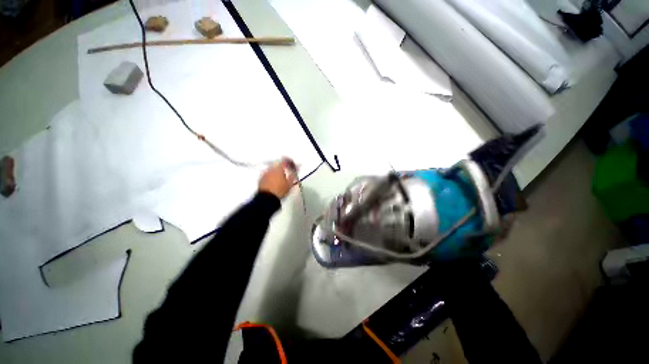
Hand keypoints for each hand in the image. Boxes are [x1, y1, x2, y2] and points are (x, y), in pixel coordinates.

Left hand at [259, 157, 297, 198]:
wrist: (267, 199)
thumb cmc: (280, 190)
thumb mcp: (290, 183)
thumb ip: (293, 174)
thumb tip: (297, 168)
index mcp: (279, 168)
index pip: (285, 161)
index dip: (290, 162)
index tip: (293, 166)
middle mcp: (271, 168)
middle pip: (278, 164)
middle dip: (283, 167)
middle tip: (288, 173)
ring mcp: (265, 173)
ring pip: (272, 169)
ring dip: (277, 172)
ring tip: (281, 178)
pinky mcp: (261, 179)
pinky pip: (268, 174)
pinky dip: (272, 176)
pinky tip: (274, 181)